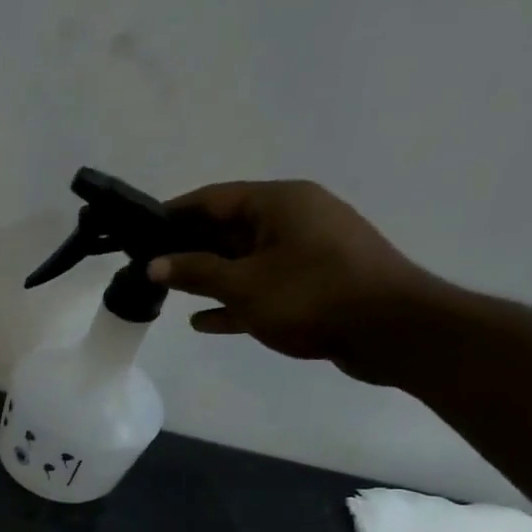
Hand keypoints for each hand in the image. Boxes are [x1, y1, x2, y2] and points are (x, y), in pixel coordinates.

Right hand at [147, 180, 443, 383]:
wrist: (393, 332)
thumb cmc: (312, 296)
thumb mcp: (242, 284)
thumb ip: (194, 272)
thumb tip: (153, 265)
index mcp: (280, 203)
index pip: (213, 198)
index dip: (173, 214)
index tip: (138, 231)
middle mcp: (295, 219)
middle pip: (227, 228)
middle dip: (187, 248)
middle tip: (146, 267)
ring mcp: (307, 252)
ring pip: (244, 259)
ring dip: (207, 277)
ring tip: (166, 293)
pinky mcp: (315, 284)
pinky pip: (262, 286)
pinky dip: (234, 300)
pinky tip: (203, 321)